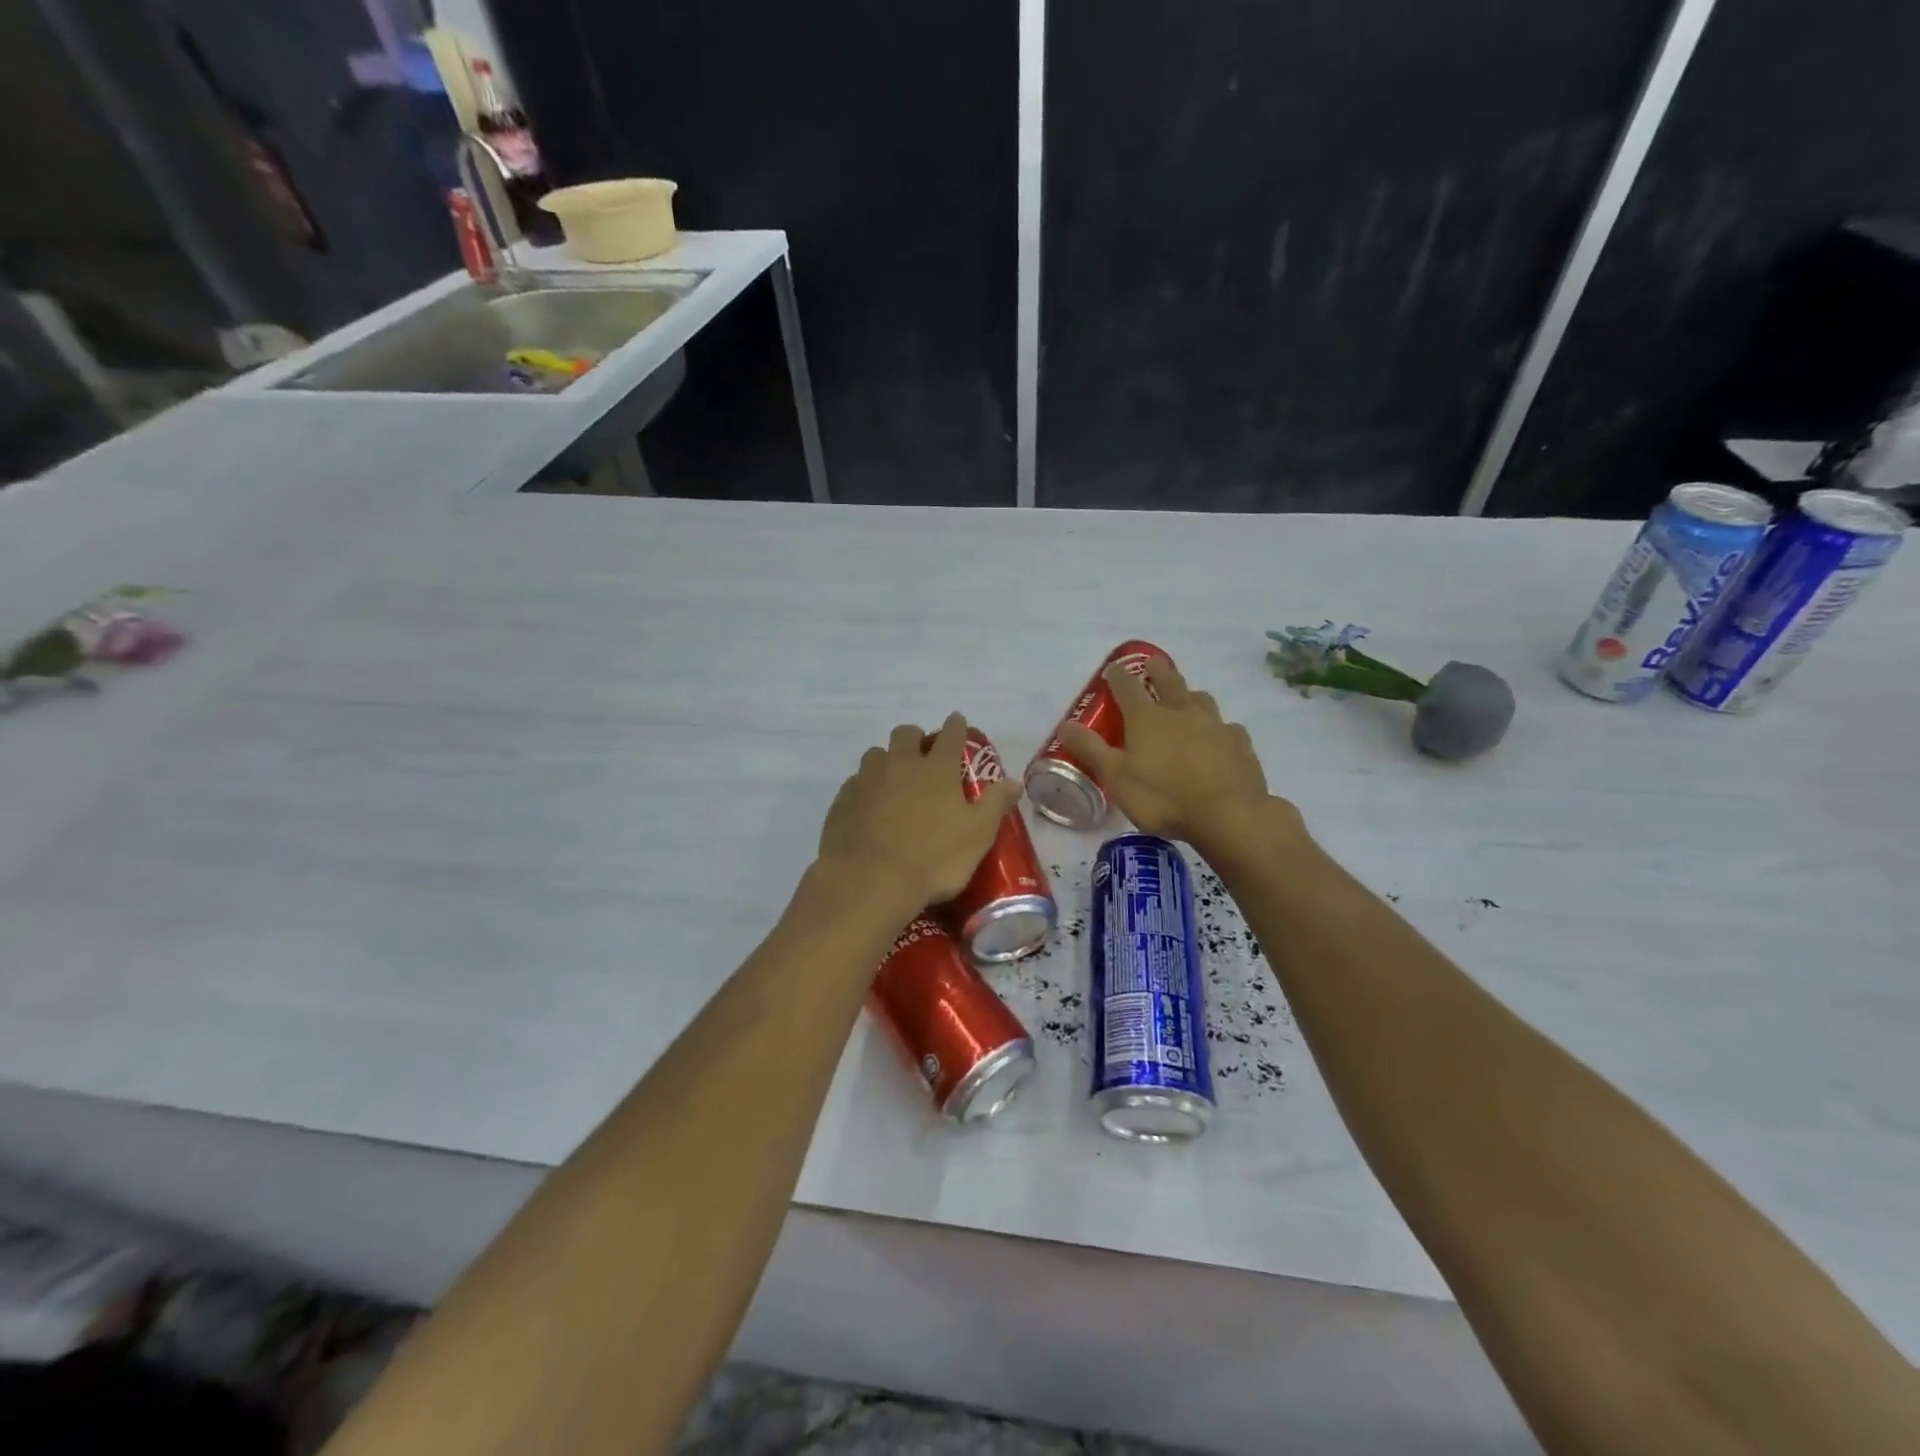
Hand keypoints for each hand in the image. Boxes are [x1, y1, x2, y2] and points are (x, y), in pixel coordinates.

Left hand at [818, 713, 1022, 910]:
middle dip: (916, 738)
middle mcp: (900, 764)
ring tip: (894, 781)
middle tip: (923, 756)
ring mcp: (867, 780)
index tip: (957, 721)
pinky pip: (856, 782)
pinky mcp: (843, 800)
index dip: (956, 725)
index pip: (950, 735)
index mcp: (936, 769)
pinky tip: (870, 808)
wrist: (869, 881)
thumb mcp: (977, 835)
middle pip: (906, 734)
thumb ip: (995, 804)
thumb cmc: (933, 858)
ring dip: (887, 760)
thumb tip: (1014, 781)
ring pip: (876, 754)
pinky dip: (866, 788)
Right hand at [1059, 657, 1284, 847]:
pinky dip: (1219, 728)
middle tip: (1153, 664)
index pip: (1127, 688)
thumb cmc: (1163, 797)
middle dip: (1158, 671)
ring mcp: (1215, 726)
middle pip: (1169, 682)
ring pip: (1201, 700)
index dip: (1118, 677)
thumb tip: (1065, 725)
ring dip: (1190, 695)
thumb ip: (1091, 750)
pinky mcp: (1240, 744)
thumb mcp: (1116, 777)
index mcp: (1147, 719)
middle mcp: (1181, 713)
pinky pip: (1228, 728)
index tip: (1113, 670)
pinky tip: (1219, 737)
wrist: (1228, 815)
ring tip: (1186, 699)